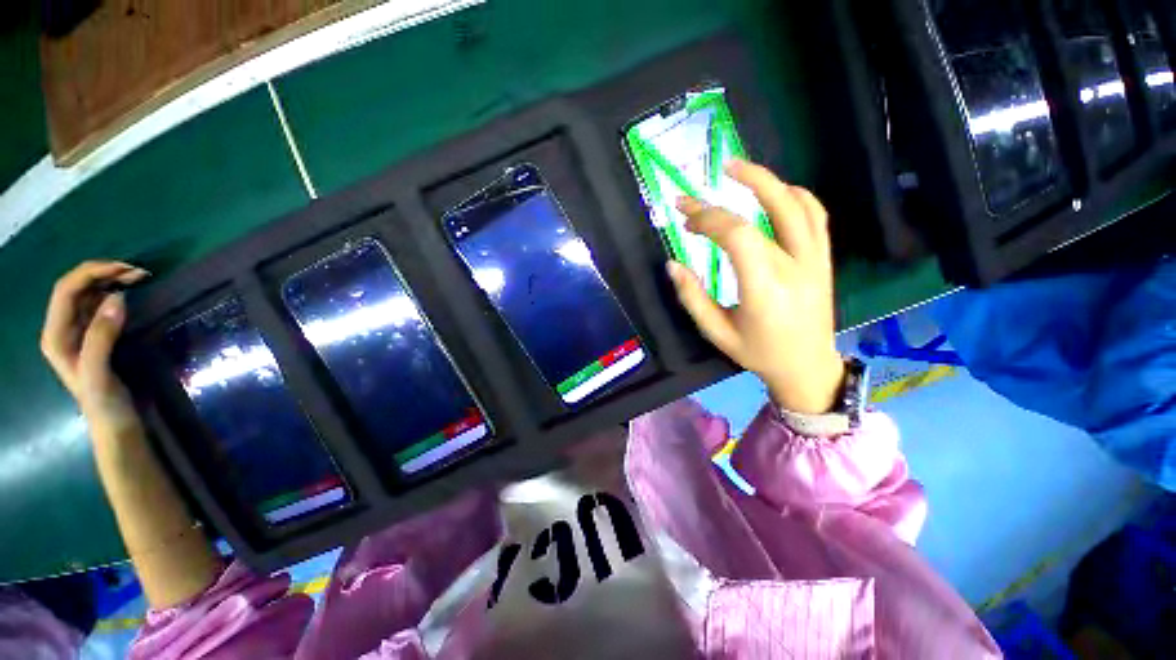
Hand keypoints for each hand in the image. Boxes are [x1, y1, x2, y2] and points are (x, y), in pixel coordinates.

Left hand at [41, 261, 149, 438]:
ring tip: (139, 279)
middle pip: (76, 288)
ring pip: (89, 294)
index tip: (127, 270)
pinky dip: (115, 293)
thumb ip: (101, 336)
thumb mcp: (98, 372)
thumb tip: (118, 297)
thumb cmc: (103, 402)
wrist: (115, 424)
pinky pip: (100, 305)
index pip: (67, 290)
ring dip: (111, 281)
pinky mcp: (95, 336)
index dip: (92, 273)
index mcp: (55, 335)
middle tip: (139, 273)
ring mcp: (79, 332)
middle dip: (104, 273)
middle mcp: (63, 329)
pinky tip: (132, 294)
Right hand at [667, 159, 844, 413]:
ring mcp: (815, 259)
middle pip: (764, 212)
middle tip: (701, 186)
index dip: (708, 218)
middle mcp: (795, 266)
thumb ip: (692, 297)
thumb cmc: (758, 353)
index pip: (737, 235)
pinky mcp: (824, 258)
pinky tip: (774, 191)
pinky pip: (814, 215)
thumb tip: (673, 264)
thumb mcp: (717, 332)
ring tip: (736, 168)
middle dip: (726, 196)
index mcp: (765, 288)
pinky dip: (793, 195)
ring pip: (796, 204)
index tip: (684, 215)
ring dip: (766, 180)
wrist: (807, 366)